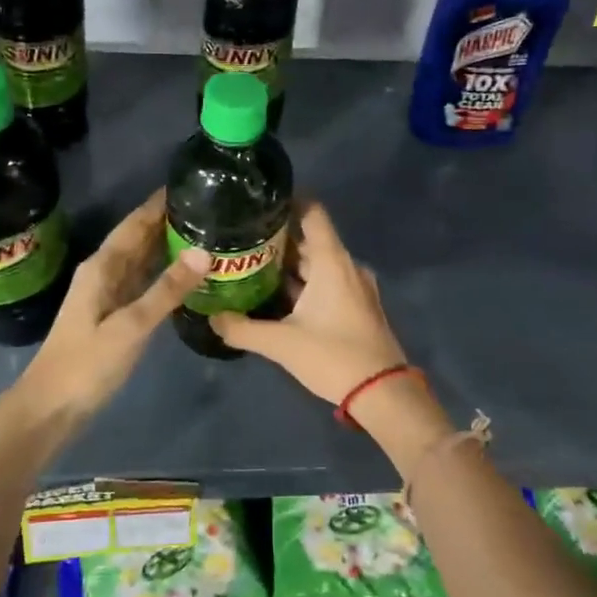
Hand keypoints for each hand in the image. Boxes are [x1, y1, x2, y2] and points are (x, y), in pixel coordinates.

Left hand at [14, 190, 207, 423]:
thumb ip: (167, 290)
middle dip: (168, 220)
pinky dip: (164, 273)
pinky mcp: (114, 315)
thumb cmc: (87, 364)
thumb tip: (203, 252)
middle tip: (210, 206)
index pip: (135, 223)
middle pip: (139, 237)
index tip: (191, 183)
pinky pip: (143, 282)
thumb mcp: (130, 326)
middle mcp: (104, 272)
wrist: (51, 406)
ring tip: (205, 231)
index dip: (159, 203)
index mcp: (102, 267)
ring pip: (142, 259)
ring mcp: (108, 294)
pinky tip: (186, 273)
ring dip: (167, 244)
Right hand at [209, 201, 408, 404]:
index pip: (312, 213)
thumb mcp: (282, 344)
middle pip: (310, 240)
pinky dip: (302, 284)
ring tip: (250, 266)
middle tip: (240, 241)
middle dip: (277, 240)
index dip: (288, 202)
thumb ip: (243, 329)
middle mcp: (346, 266)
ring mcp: (354, 287)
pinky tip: (275, 297)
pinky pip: (326, 283)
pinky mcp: (356, 306)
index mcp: (333, 262)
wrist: (383, 394)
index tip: (258, 204)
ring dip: (288, 265)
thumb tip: (213, 318)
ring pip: (317, 264)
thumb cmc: (334, 357)